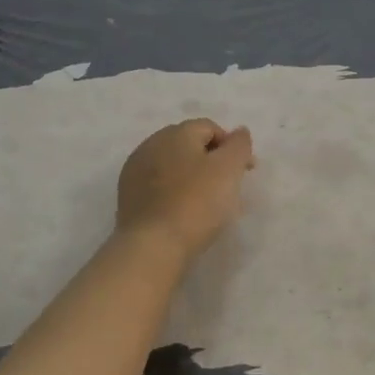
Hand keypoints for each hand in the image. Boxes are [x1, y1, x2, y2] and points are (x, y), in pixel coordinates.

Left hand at [115, 119, 255, 260]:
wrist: (153, 246)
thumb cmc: (197, 202)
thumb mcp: (229, 169)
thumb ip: (239, 145)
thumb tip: (240, 132)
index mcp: (176, 133)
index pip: (210, 128)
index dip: (232, 147)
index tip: (246, 172)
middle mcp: (152, 144)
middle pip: (190, 145)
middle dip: (212, 161)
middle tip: (229, 187)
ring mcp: (136, 170)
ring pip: (173, 166)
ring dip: (192, 177)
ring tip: (207, 204)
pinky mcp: (128, 196)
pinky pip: (159, 186)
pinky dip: (175, 192)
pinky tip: (184, 212)